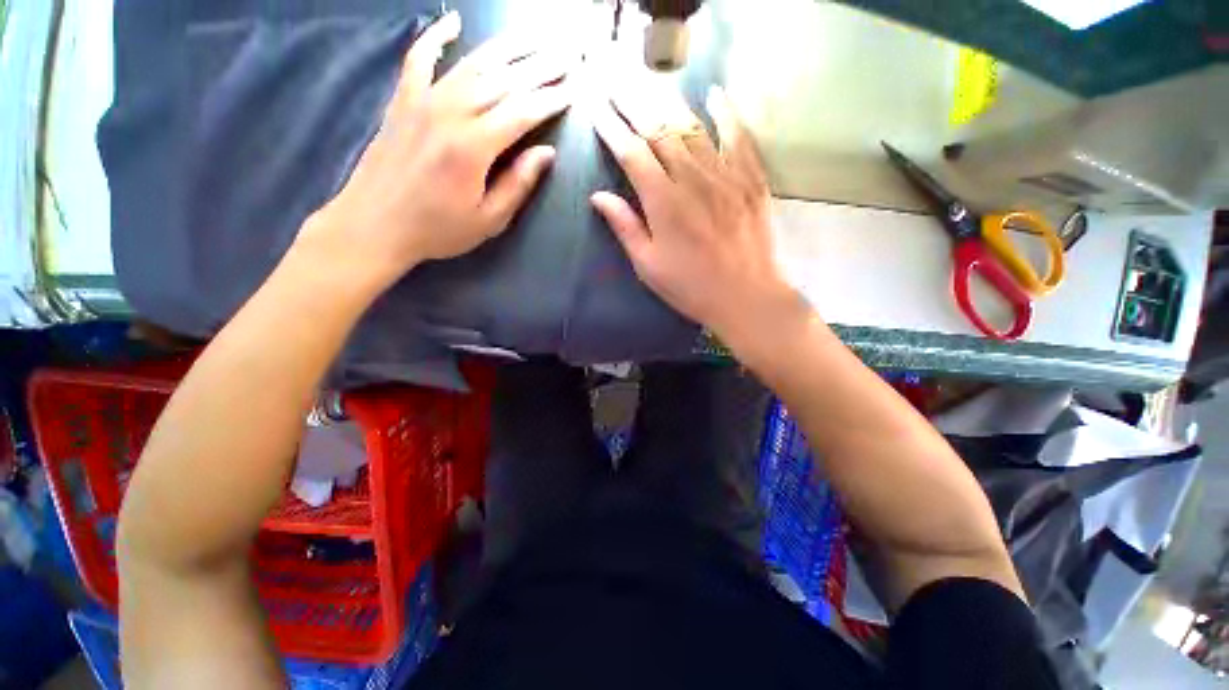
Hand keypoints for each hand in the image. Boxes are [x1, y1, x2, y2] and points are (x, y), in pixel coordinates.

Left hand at [302, 12, 573, 291]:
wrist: (375, 224)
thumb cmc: (438, 229)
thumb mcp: (489, 220)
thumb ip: (518, 184)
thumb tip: (547, 153)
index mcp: (474, 147)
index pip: (522, 112)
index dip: (551, 100)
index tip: (574, 90)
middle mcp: (450, 113)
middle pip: (502, 81)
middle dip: (539, 67)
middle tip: (565, 56)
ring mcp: (422, 101)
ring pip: (471, 64)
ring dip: (506, 48)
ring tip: (533, 38)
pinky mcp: (402, 100)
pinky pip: (419, 58)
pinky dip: (435, 36)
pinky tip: (453, 21)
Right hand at [590, 83, 796, 340]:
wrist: (746, 297)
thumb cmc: (691, 287)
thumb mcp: (648, 266)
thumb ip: (625, 227)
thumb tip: (598, 196)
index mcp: (663, 203)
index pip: (632, 154)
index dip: (612, 129)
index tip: (597, 111)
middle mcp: (692, 179)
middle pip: (660, 130)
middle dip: (634, 104)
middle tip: (616, 83)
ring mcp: (726, 175)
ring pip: (694, 127)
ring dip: (669, 102)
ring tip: (650, 83)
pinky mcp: (751, 179)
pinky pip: (739, 136)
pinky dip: (727, 113)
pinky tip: (715, 95)